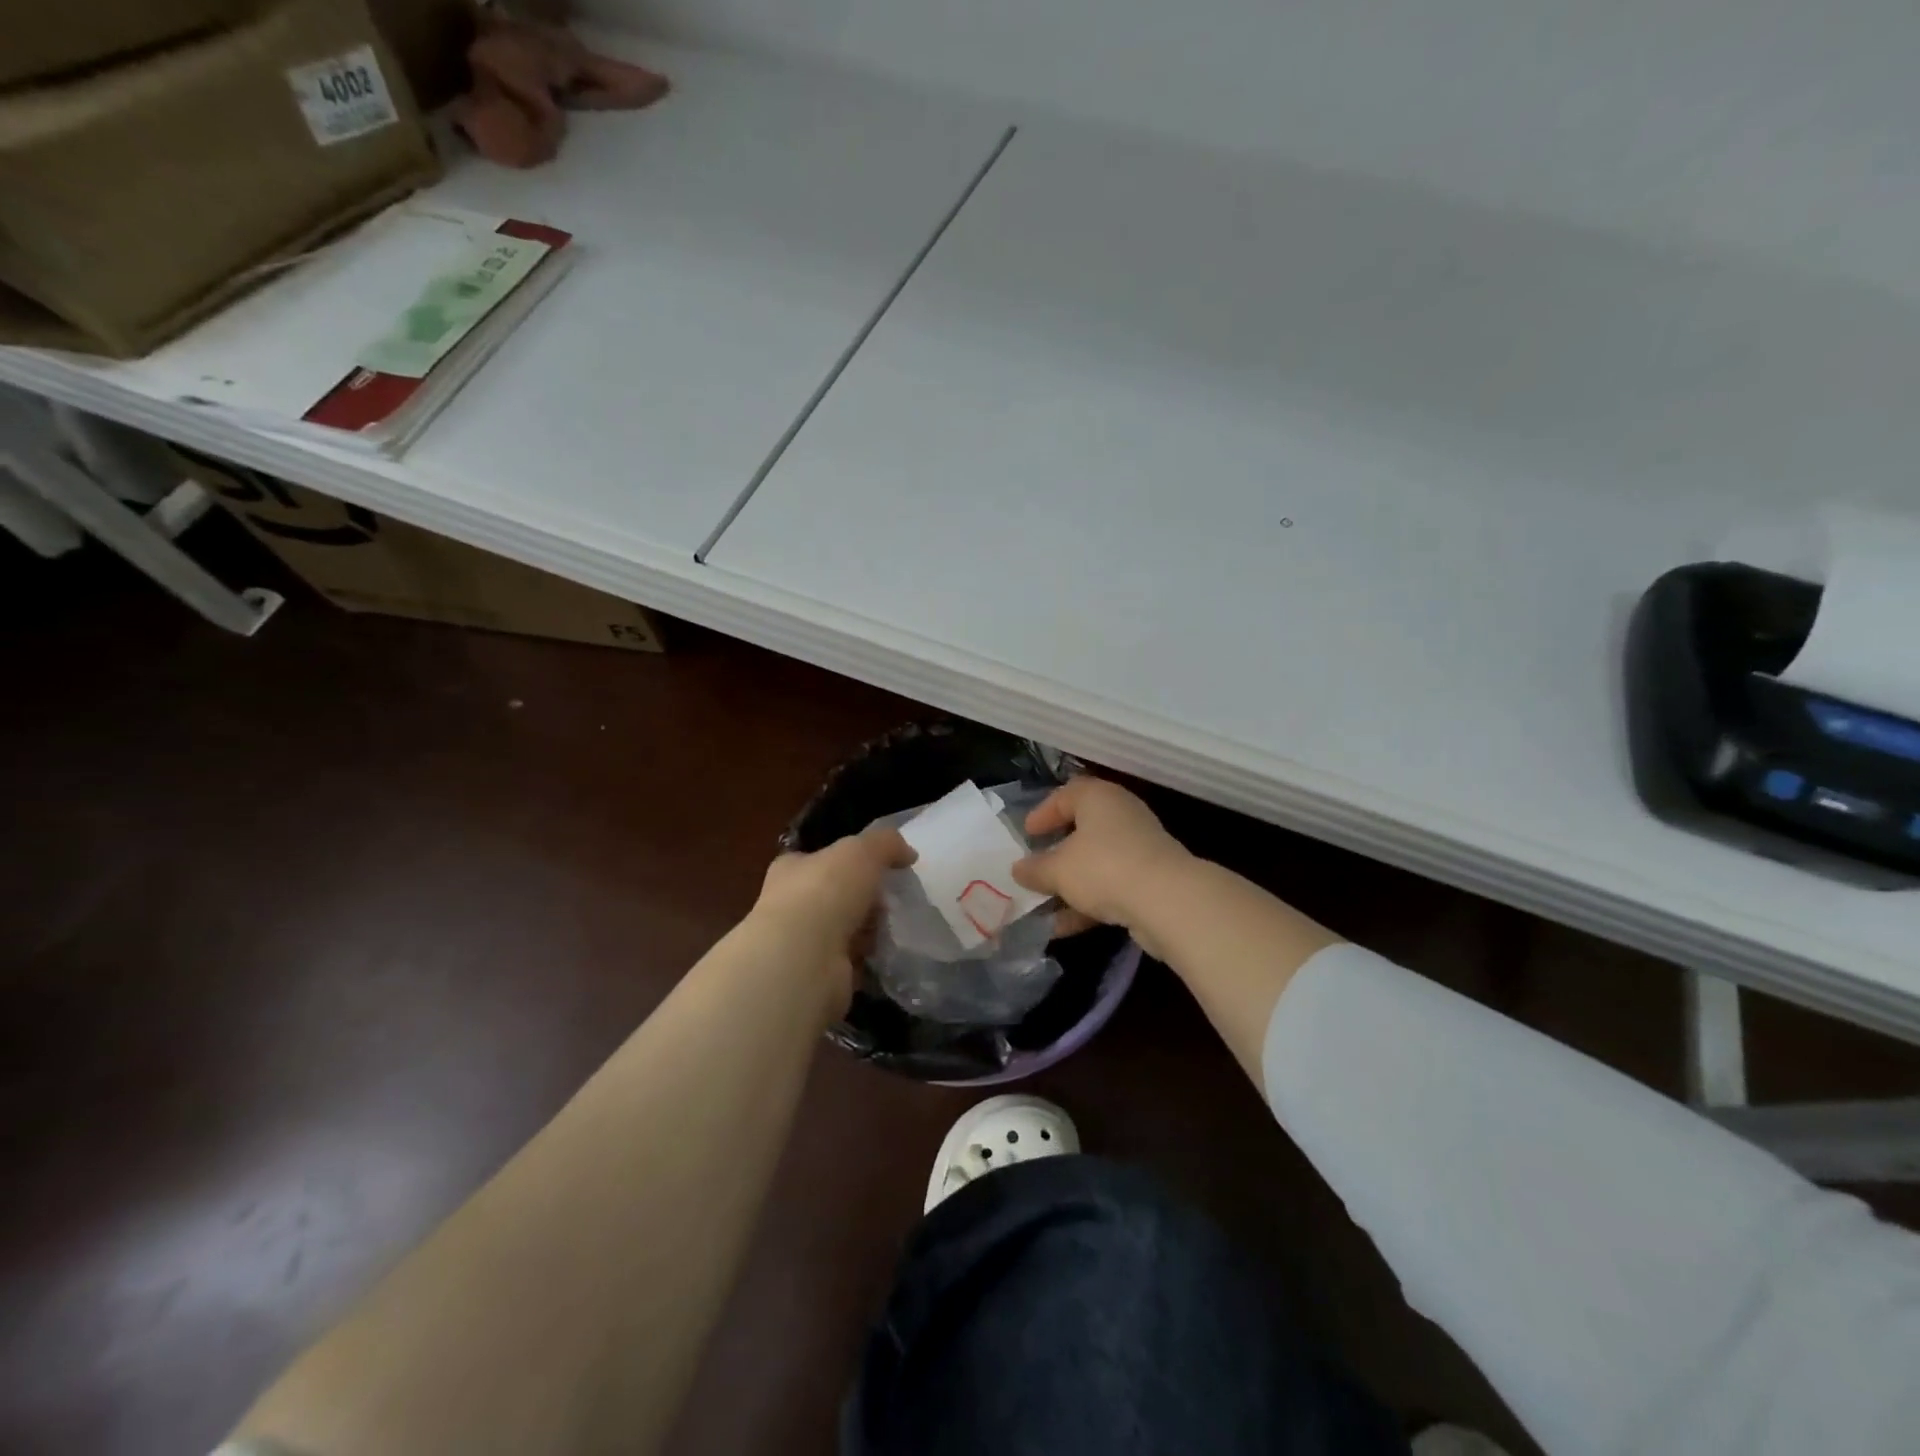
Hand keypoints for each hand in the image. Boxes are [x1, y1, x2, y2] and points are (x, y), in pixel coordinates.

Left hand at [748, 828, 914, 1002]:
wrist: (804, 958)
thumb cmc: (826, 892)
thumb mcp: (862, 850)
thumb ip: (887, 844)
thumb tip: (908, 854)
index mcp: (792, 869)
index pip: (819, 860)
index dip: (847, 862)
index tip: (876, 868)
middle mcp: (792, 904)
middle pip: (836, 896)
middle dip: (865, 899)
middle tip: (888, 901)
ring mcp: (803, 942)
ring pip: (845, 929)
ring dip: (869, 930)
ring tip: (888, 929)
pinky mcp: (818, 974)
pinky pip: (851, 962)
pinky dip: (868, 959)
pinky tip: (883, 955)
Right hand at [1011, 779, 1190, 934]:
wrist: (1168, 901)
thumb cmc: (1103, 868)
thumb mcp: (1058, 870)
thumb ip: (1035, 869)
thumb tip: (1018, 870)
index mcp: (1098, 798)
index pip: (1066, 794)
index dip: (1043, 813)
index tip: (1027, 834)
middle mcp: (1121, 815)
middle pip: (1083, 828)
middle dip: (1057, 851)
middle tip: (1036, 866)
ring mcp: (1140, 848)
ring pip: (1096, 862)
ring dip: (1070, 884)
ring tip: (1042, 905)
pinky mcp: (1151, 879)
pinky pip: (1111, 886)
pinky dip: (1088, 903)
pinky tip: (1063, 928)